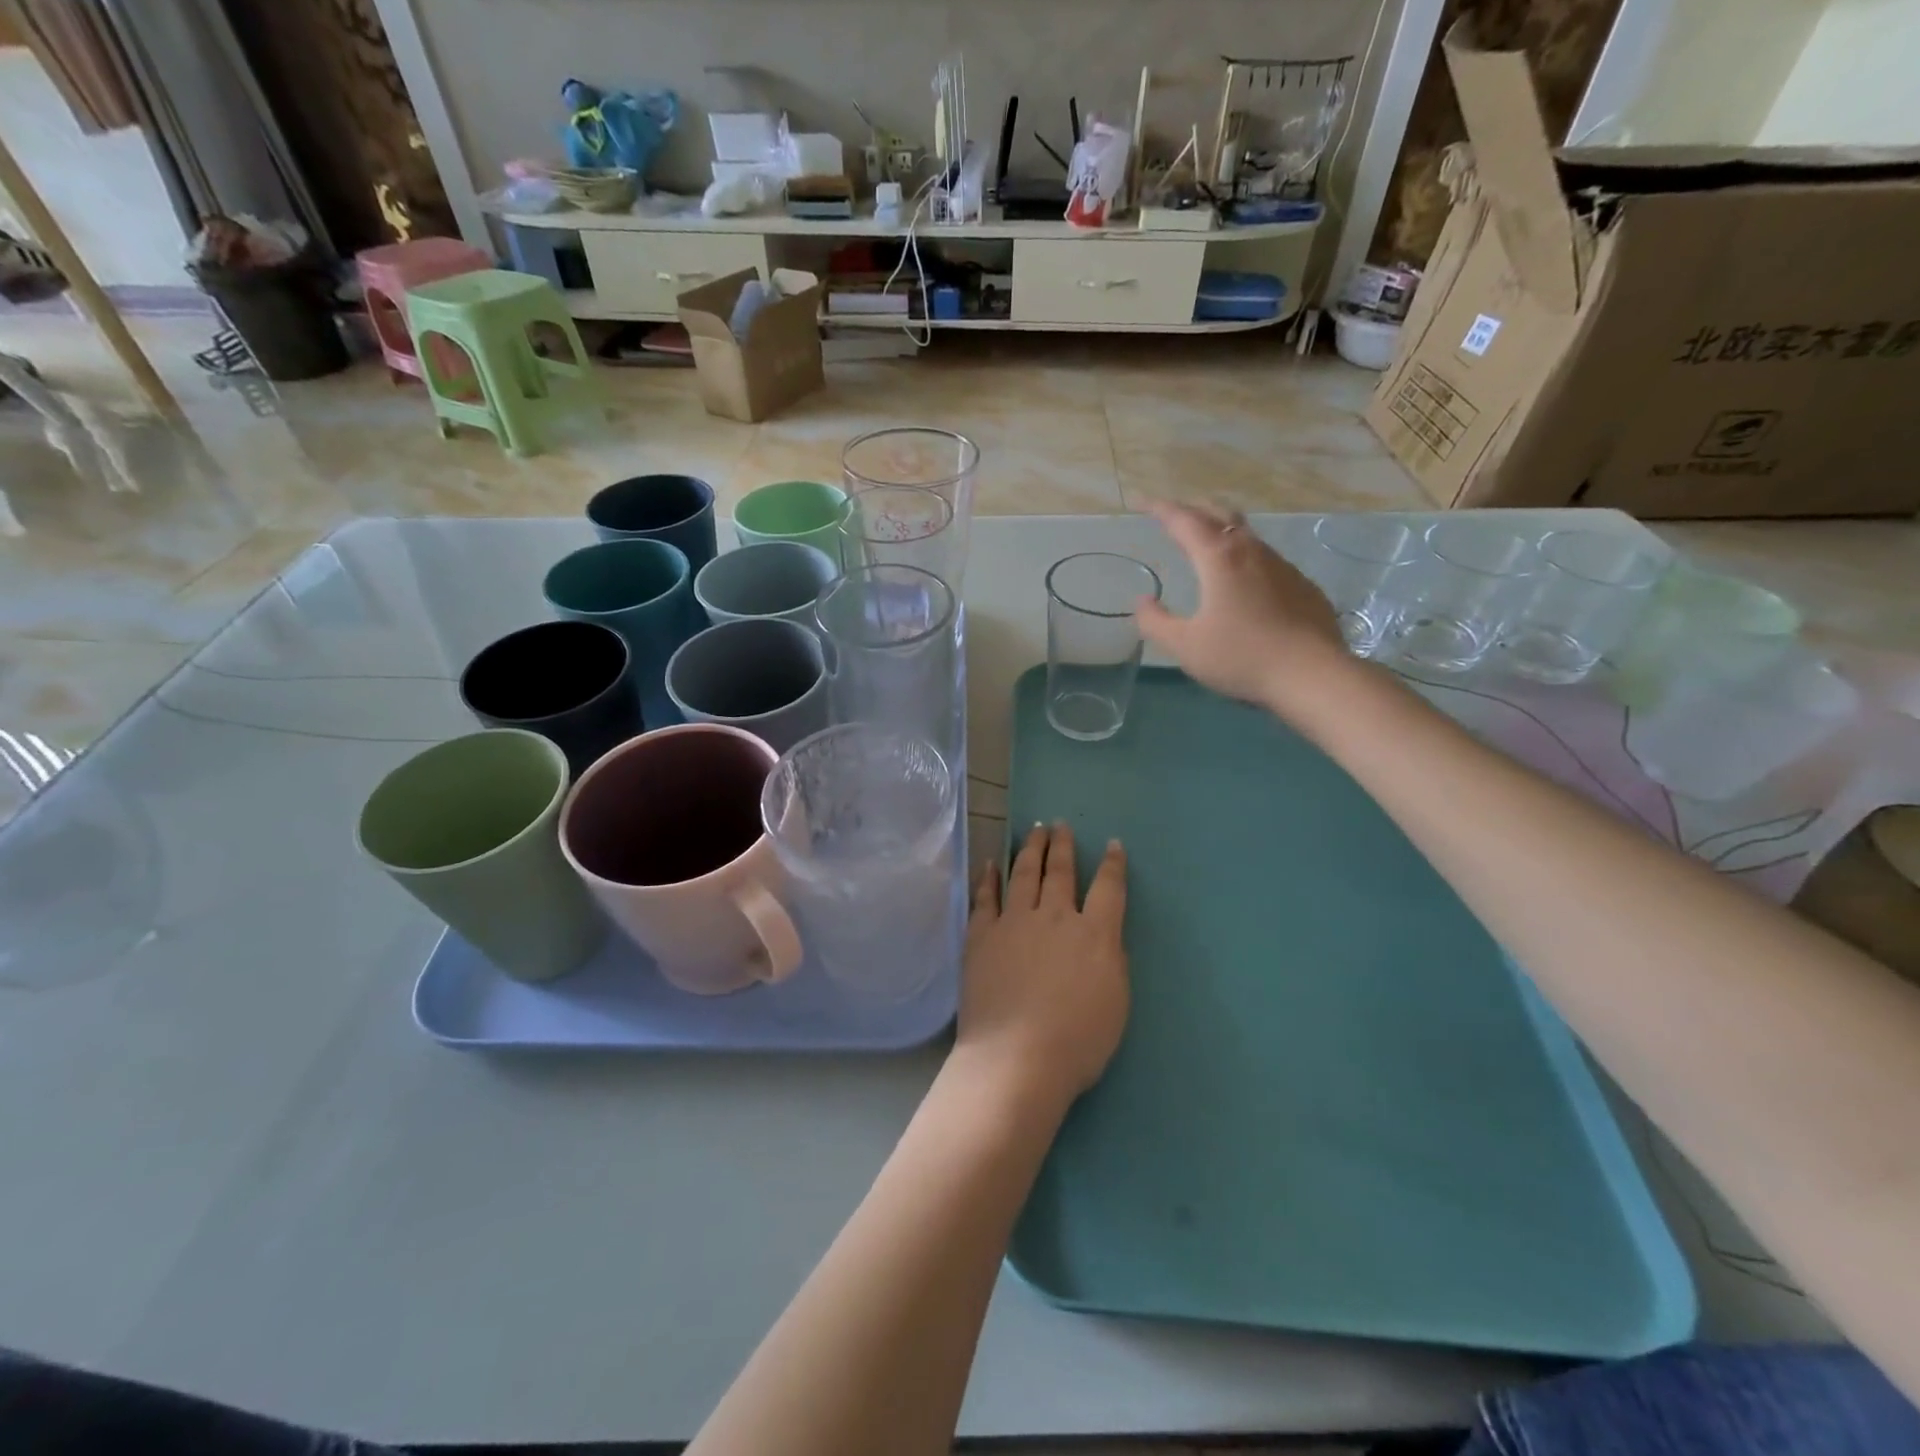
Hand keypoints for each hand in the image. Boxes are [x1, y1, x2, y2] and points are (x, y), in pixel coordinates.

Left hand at [957, 823, 1127, 1109]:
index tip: (1113, 844)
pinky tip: (989, 863)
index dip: (1114, 864)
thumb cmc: (1077, 1041)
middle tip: (1060, 825)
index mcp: (1094, 934)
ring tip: (1033, 831)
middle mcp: (1055, 917)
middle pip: (1060, 871)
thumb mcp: (1116, 1002)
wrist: (1017, 1058)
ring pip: (1024, 874)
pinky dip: (988, 878)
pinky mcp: (982, 935)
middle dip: (1062, 845)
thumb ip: (1112, 960)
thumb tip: (1104, 935)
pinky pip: (985, 898)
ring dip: (1030, 850)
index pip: (1109, 888)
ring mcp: (1014, 922)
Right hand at [1135, 501, 1352, 716]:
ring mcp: (1282, 565)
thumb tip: (1143, 601)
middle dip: (1192, 510)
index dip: (1159, 508)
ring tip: (1206, 542)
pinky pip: (1266, 559)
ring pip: (1246, 534)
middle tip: (1173, 516)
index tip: (1141, 502)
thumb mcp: (1185, 646)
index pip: (1183, 521)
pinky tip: (1243, 580)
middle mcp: (1251, 551)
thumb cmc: (1241, 657)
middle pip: (1219, 515)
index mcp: (1219, 558)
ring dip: (1221, 530)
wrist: (1313, 675)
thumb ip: (1156, 622)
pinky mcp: (1301, 585)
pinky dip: (1244, 556)